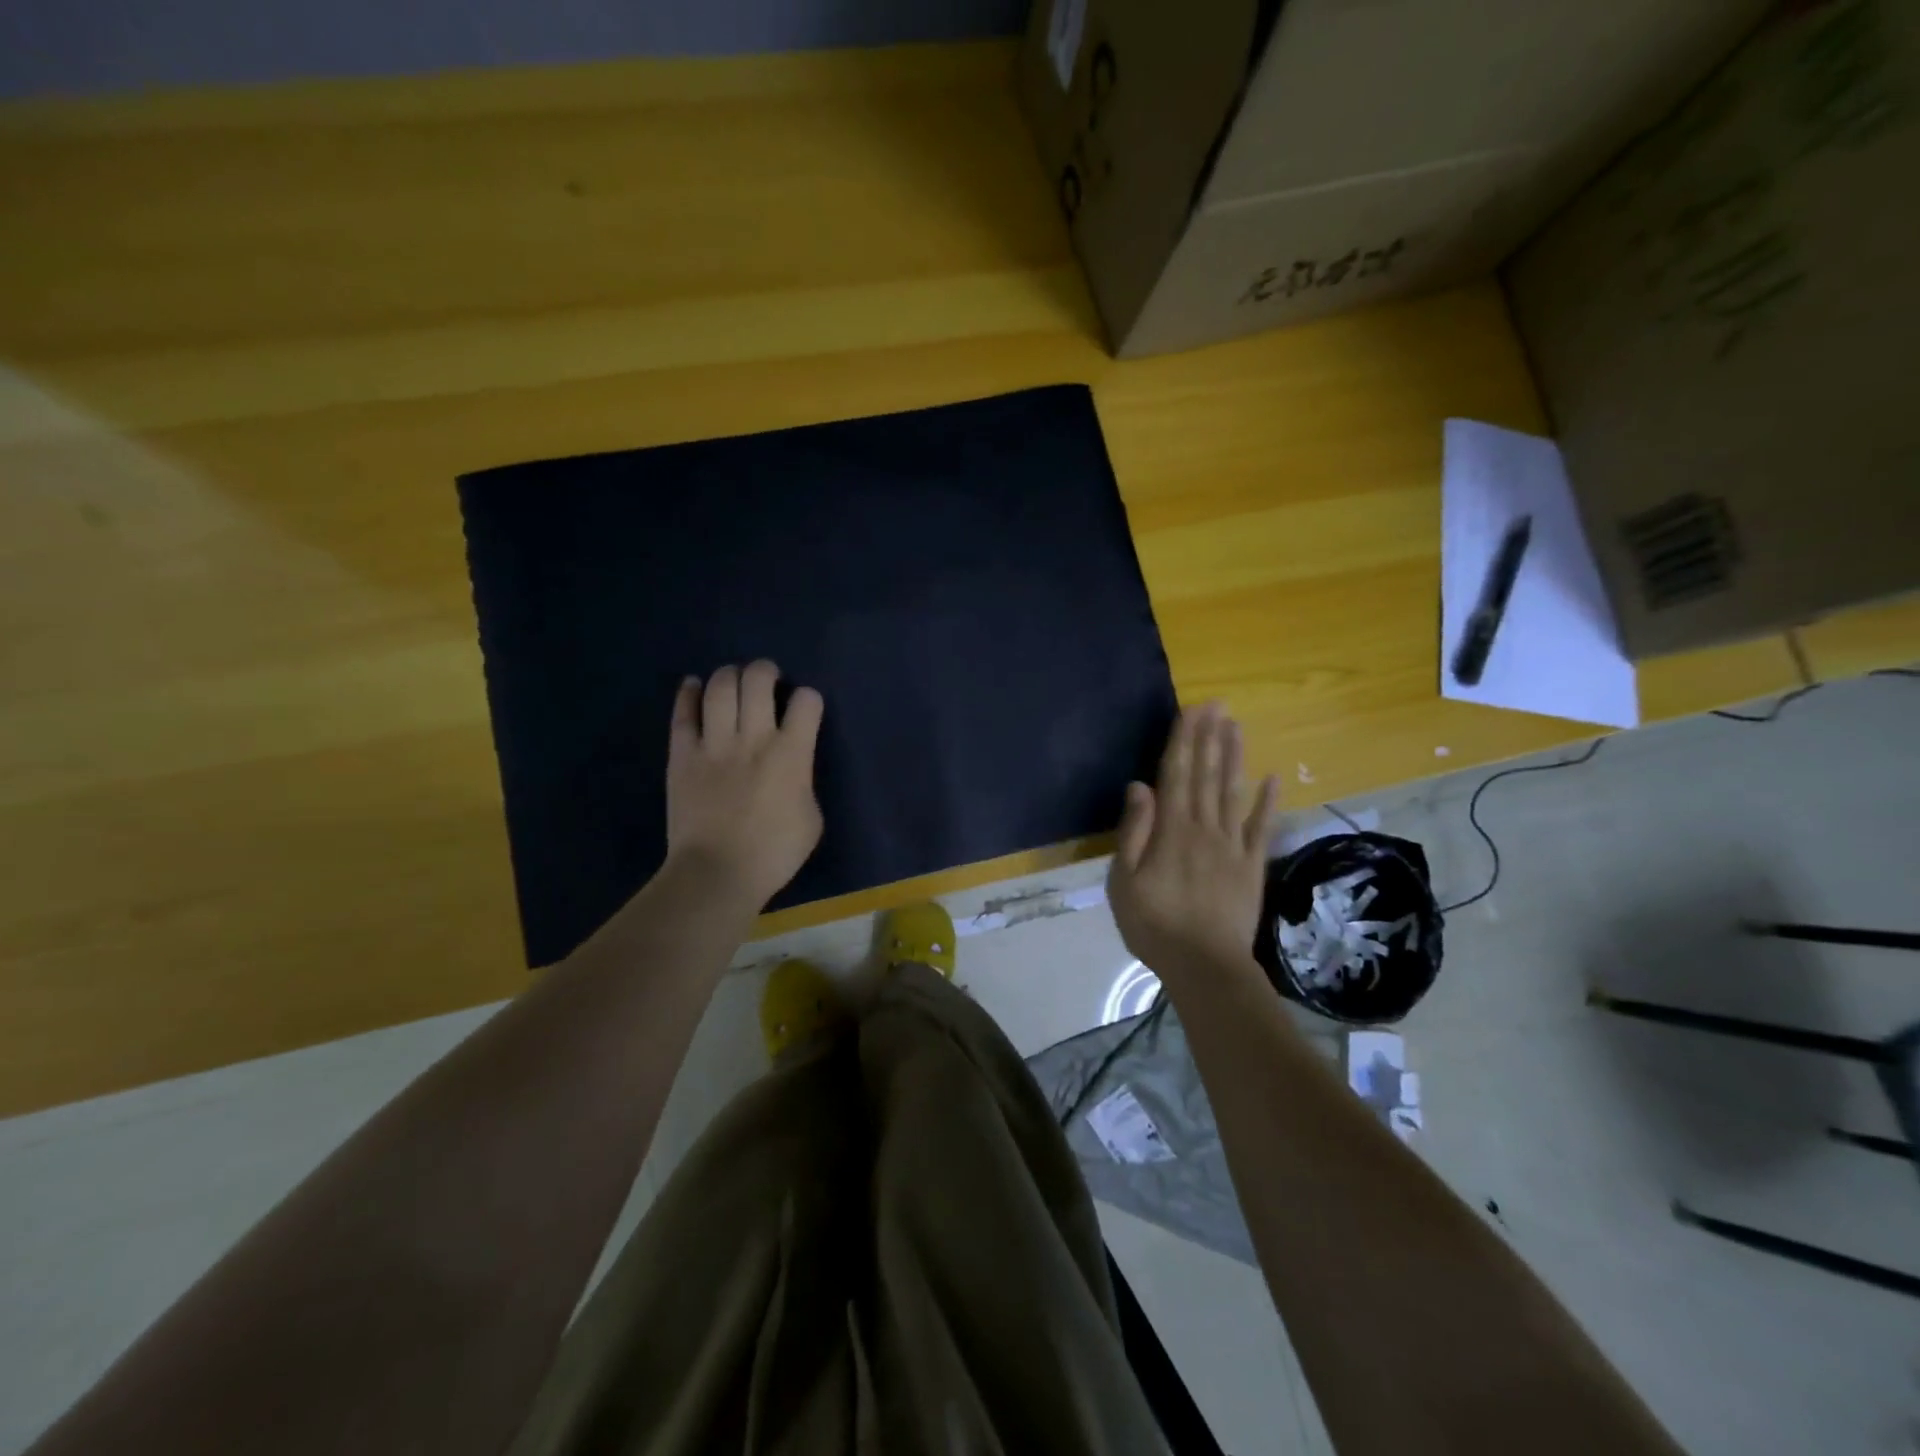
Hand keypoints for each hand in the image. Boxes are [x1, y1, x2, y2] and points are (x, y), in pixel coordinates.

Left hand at [666, 662, 824, 907]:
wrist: (717, 873)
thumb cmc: (774, 853)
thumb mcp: (812, 819)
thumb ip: (804, 783)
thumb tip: (793, 769)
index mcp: (792, 754)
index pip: (807, 702)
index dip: (809, 699)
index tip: (806, 708)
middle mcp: (754, 738)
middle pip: (758, 681)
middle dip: (766, 671)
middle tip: (767, 677)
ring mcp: (714, 744)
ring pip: (721, 688)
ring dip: (730, 675)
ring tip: (734, 678)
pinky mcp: (683, 755)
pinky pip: (683, 714)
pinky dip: (688, 694)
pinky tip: (693, 685)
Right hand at [1107, 701, 1276, 979]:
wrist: (1205, 966)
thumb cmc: (1155, 924)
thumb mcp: (1125, 880)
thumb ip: (1134, 831)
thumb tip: (1140, 786)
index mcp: (1171, 830)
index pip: (1176, 774)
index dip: (1182, 740)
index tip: (1190, 710)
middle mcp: (1204, 827)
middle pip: (1207, 774)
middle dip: (1210, 737)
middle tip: (1217, 704)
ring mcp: (1232, 845)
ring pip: (1233, 791)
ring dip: (1234, 757)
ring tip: (1236, 726)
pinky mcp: (1252, 865)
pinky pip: (1261, 827)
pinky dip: (1268, 802)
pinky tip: (1273, 778)